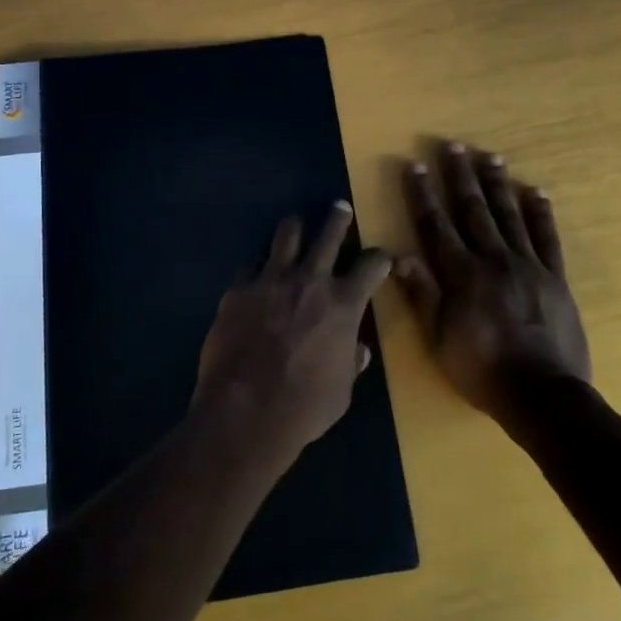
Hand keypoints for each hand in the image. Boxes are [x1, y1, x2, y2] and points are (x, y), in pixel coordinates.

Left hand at [194, 203, 393, 470]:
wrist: (245, 412)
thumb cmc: (304, 407)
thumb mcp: (342, 390)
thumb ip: (350, 362)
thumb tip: (358, 350)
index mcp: (343, 304)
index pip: (372, 265)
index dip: (380, 259)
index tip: (382, 258)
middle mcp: (310, 281)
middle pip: (329, 233)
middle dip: (338, 218)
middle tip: (339, 208)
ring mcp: (271, 280)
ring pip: (287, 235)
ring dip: (295, 228)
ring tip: (295, 225)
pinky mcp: (238, 289)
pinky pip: (250, 266)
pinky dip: (258, 269)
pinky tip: (256, 276)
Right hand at [395, 143, 590, 415]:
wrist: (542, 394)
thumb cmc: (481, 369)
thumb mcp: (439, 338)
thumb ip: (421, 294)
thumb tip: (397, 255)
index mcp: (461, 274)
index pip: (436, 225)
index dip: (423, 194)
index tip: (414, 165)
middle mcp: (493, 260)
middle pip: (473, 210)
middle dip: (459, 176)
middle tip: (453, 146)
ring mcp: (528, 266)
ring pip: (509, 215)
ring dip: (497, 184)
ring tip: (490, 156)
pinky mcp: (555, 278)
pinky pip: (547, 238)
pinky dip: (541, 213)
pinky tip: (535, 191)